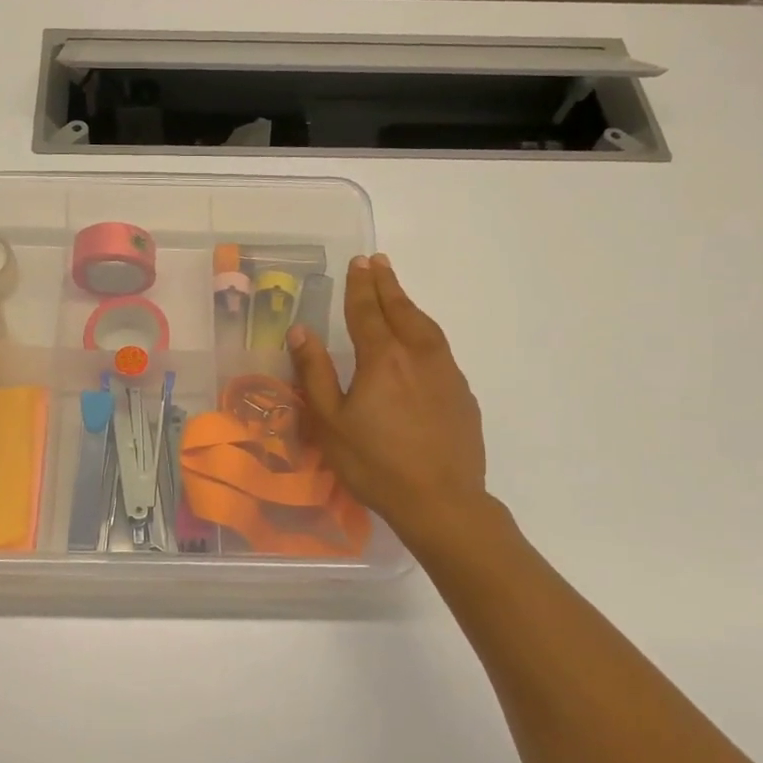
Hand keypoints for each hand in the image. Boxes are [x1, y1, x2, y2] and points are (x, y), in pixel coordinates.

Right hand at [287, 254, 488, 535]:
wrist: (441, 501)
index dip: (360, 285)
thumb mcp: (330, 422)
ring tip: (397, 293)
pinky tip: (420, 341)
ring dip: (408, 304)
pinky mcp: (462, 393)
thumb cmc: (375, 464)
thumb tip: (301, 331)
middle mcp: (418, 354)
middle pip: (401, 309)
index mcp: (382, 358)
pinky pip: (440, 348)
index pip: (368, 310)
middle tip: (377, 262)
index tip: (358, 261)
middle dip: (386, 284)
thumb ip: (315, 372)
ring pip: (425, 326)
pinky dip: (424, 331)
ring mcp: (446, 373)